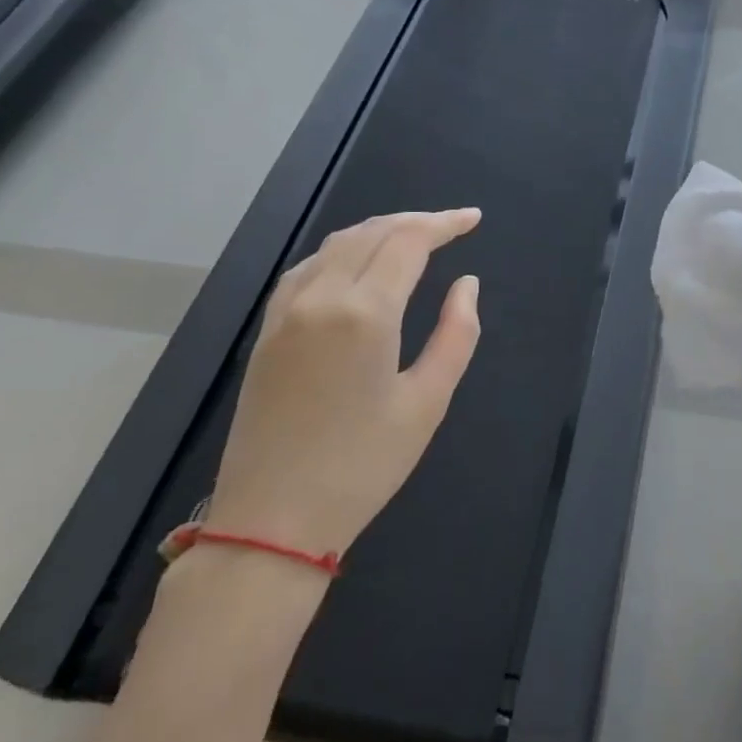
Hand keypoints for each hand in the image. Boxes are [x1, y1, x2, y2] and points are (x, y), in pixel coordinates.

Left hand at [203, 208, 482, 561]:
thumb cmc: (363, 466)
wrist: (272, 522)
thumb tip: (466, 284)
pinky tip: (357, 263)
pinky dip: (341, 251)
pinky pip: (307, 267)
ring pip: (336, 244)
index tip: (473, 219)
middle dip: (415, 221)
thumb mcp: (427, 402)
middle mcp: (321, 297)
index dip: (444, 223)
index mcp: (365, 313)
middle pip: (372, 233)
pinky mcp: (268, 330)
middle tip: (451, 226)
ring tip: (413, 237)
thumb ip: (456, 334)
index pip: (408, 242)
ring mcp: (286, 311)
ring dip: (378, 230)